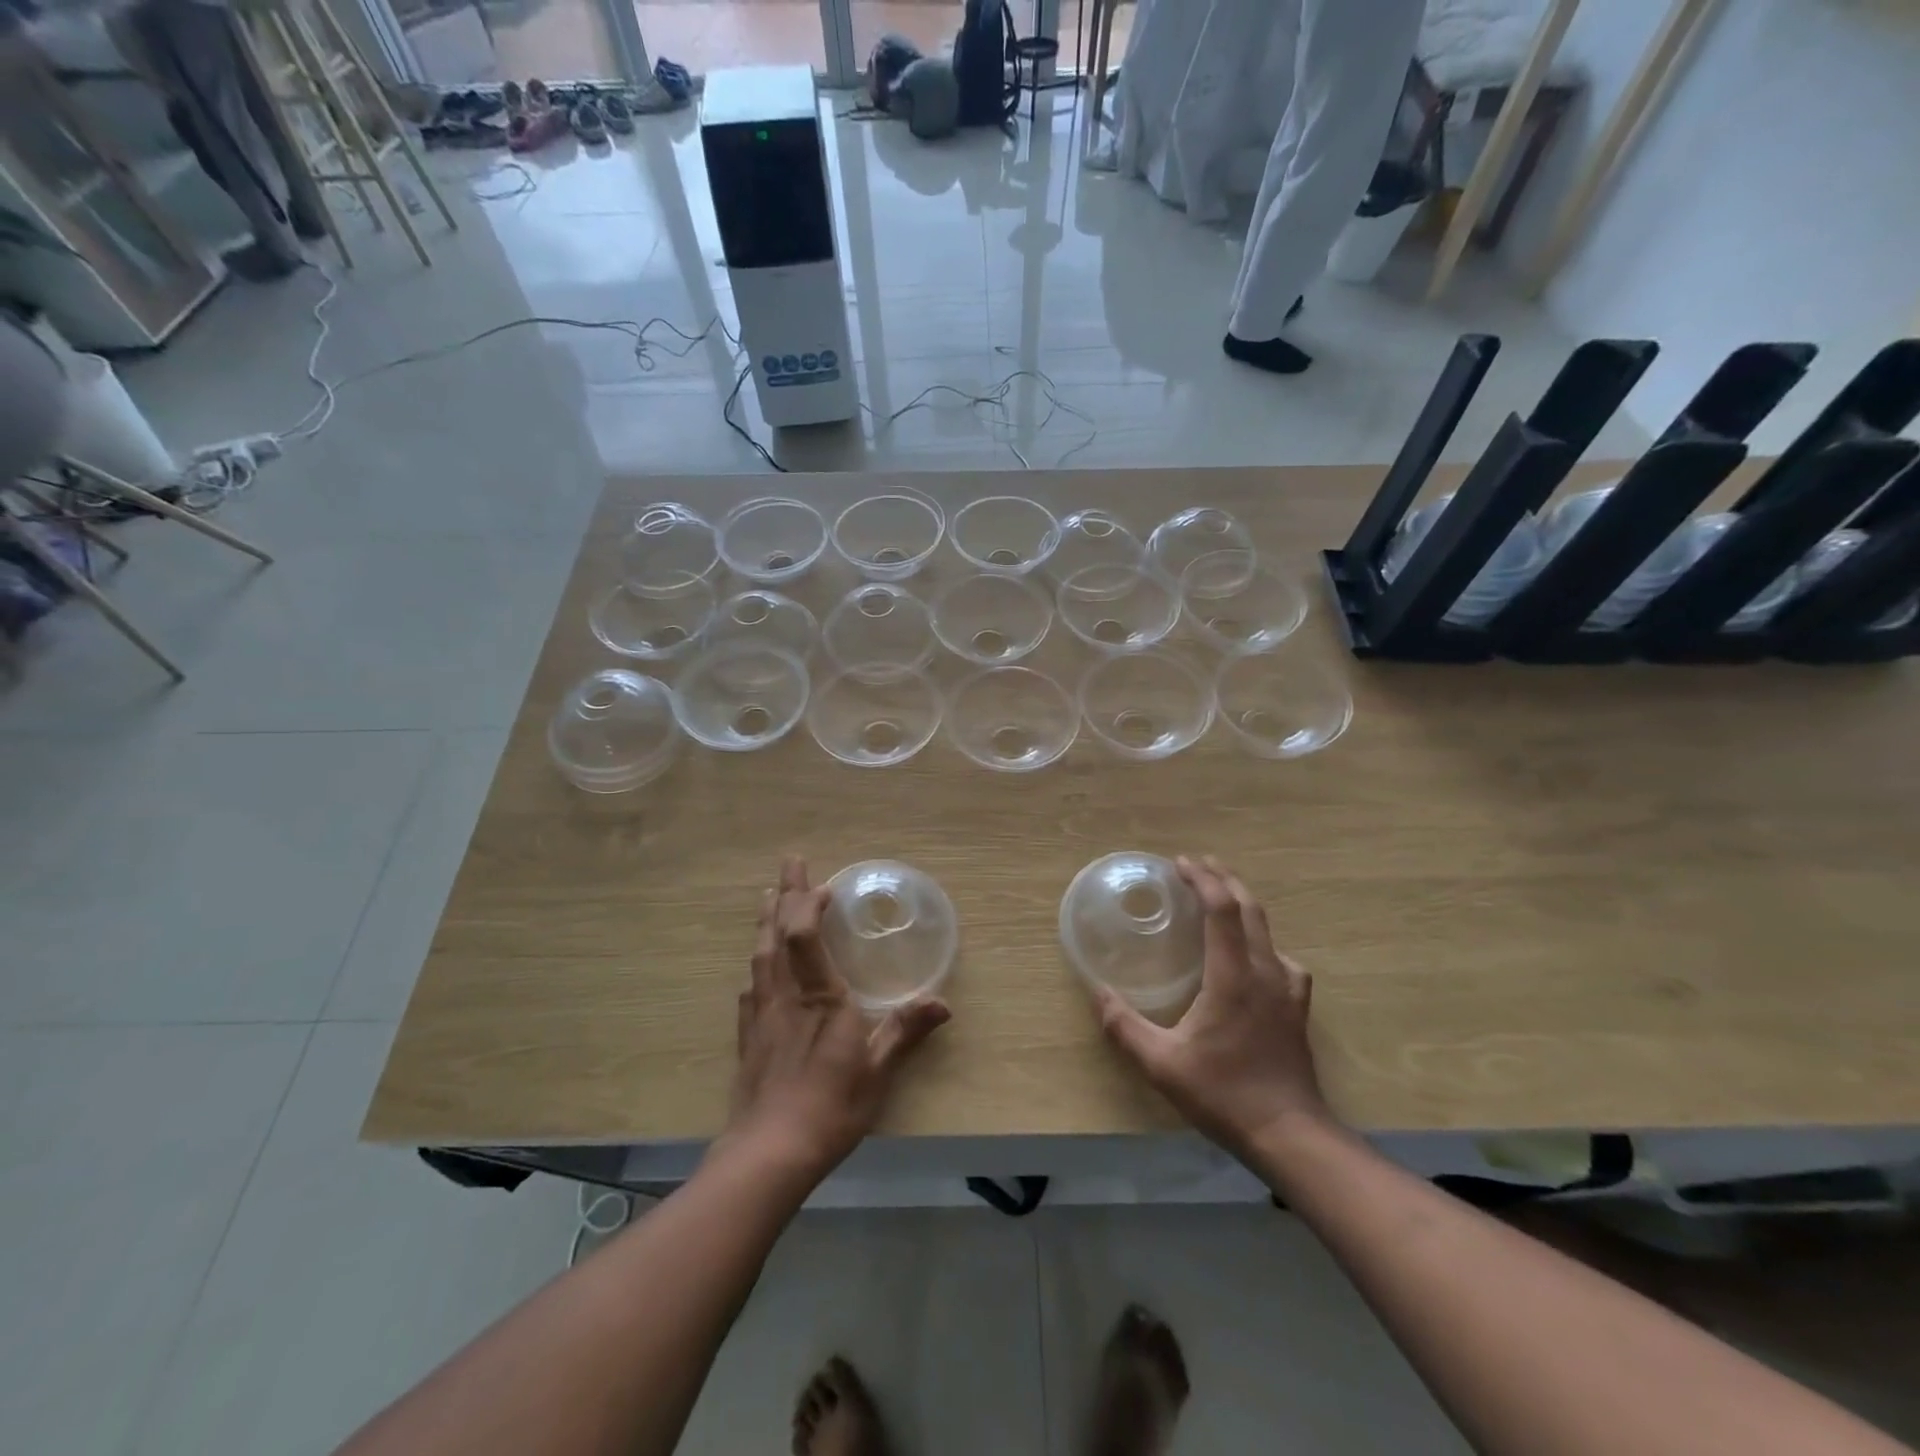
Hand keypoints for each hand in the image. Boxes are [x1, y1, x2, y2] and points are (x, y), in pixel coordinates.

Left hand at [723, 857, 950, 1183]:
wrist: (768, 1153)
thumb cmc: (830, 1107)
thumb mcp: (877, 1070)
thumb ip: (905, 1031)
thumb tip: (942, 1003)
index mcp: (819, 996)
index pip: (805, 934)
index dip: (810, 903)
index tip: (825, 885)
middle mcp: (786, 995)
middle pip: (778, 933)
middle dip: (784, 894)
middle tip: (790, 863)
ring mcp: (762, 1014)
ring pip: (760, 955)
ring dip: (765, 921)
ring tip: (767, 898)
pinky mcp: (749, 1037)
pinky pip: (751, 987)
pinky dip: (757, 964)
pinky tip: (757, 967)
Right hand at [1093, 856, 1331, 1162]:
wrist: (1289, 1134)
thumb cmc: (1224, 1094)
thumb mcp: (1162, 1064)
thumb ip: (1124, 1027)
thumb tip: (1098, 994)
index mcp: (1233, 976)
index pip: (1222, 909)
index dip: (1203, 880)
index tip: (1181, 863)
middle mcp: (1265, 971)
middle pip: (1249, 908)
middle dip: (1223, 880)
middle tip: (1197, 866)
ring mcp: (1287, 989)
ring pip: (1268, 930)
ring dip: (1243, 905)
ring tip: (1220, 900)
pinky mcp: (1297, 1007)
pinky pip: (1282, 958)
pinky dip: (1262, 941)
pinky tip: (1254, 957)